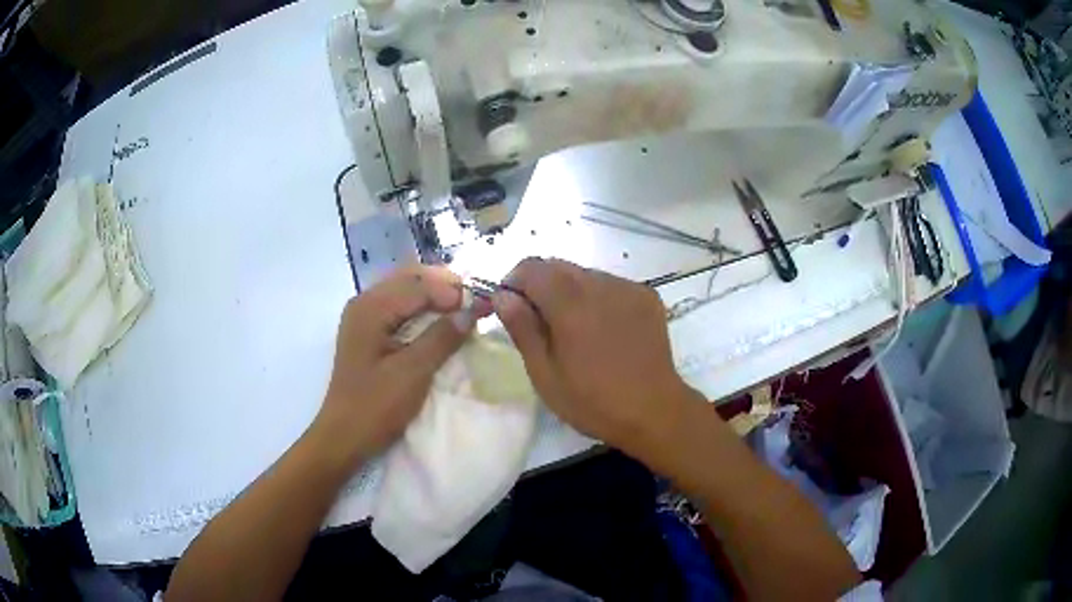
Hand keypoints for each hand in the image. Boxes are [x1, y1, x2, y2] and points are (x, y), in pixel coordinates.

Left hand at [312, 265, 482, 464]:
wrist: (344, 437)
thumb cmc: (375, 406)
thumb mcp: (412, 373)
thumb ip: (441, 338)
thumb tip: (472, 311)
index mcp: (371, 308)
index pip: (418, 286)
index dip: (452, 292)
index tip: (483, 304)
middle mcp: (364, 303)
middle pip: (409, 279)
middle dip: (443, 286)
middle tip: (475, 300)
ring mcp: (363, 317)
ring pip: (404, 291)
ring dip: (433, 295)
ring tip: (462, 307)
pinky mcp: (367, 333)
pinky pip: (398, 307)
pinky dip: (421, 308)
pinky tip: (438, 320)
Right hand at [491, 258, 705, 457]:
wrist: (654, 411)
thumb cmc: (593, 401)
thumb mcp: (545, 374)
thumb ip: (522, 328)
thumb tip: (502, 296)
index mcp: (570, 304)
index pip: (530, 268)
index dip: (512, 282)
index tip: (509, 307)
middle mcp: (600, 285)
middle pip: (557, 266)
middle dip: (539, 285)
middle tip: (538, 321)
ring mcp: (627, 288)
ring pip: (584, 274)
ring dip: (568, 290)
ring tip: (573, 328)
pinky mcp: (646, 296)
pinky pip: (610, 284)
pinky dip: (596, 297)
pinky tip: (602, 328)